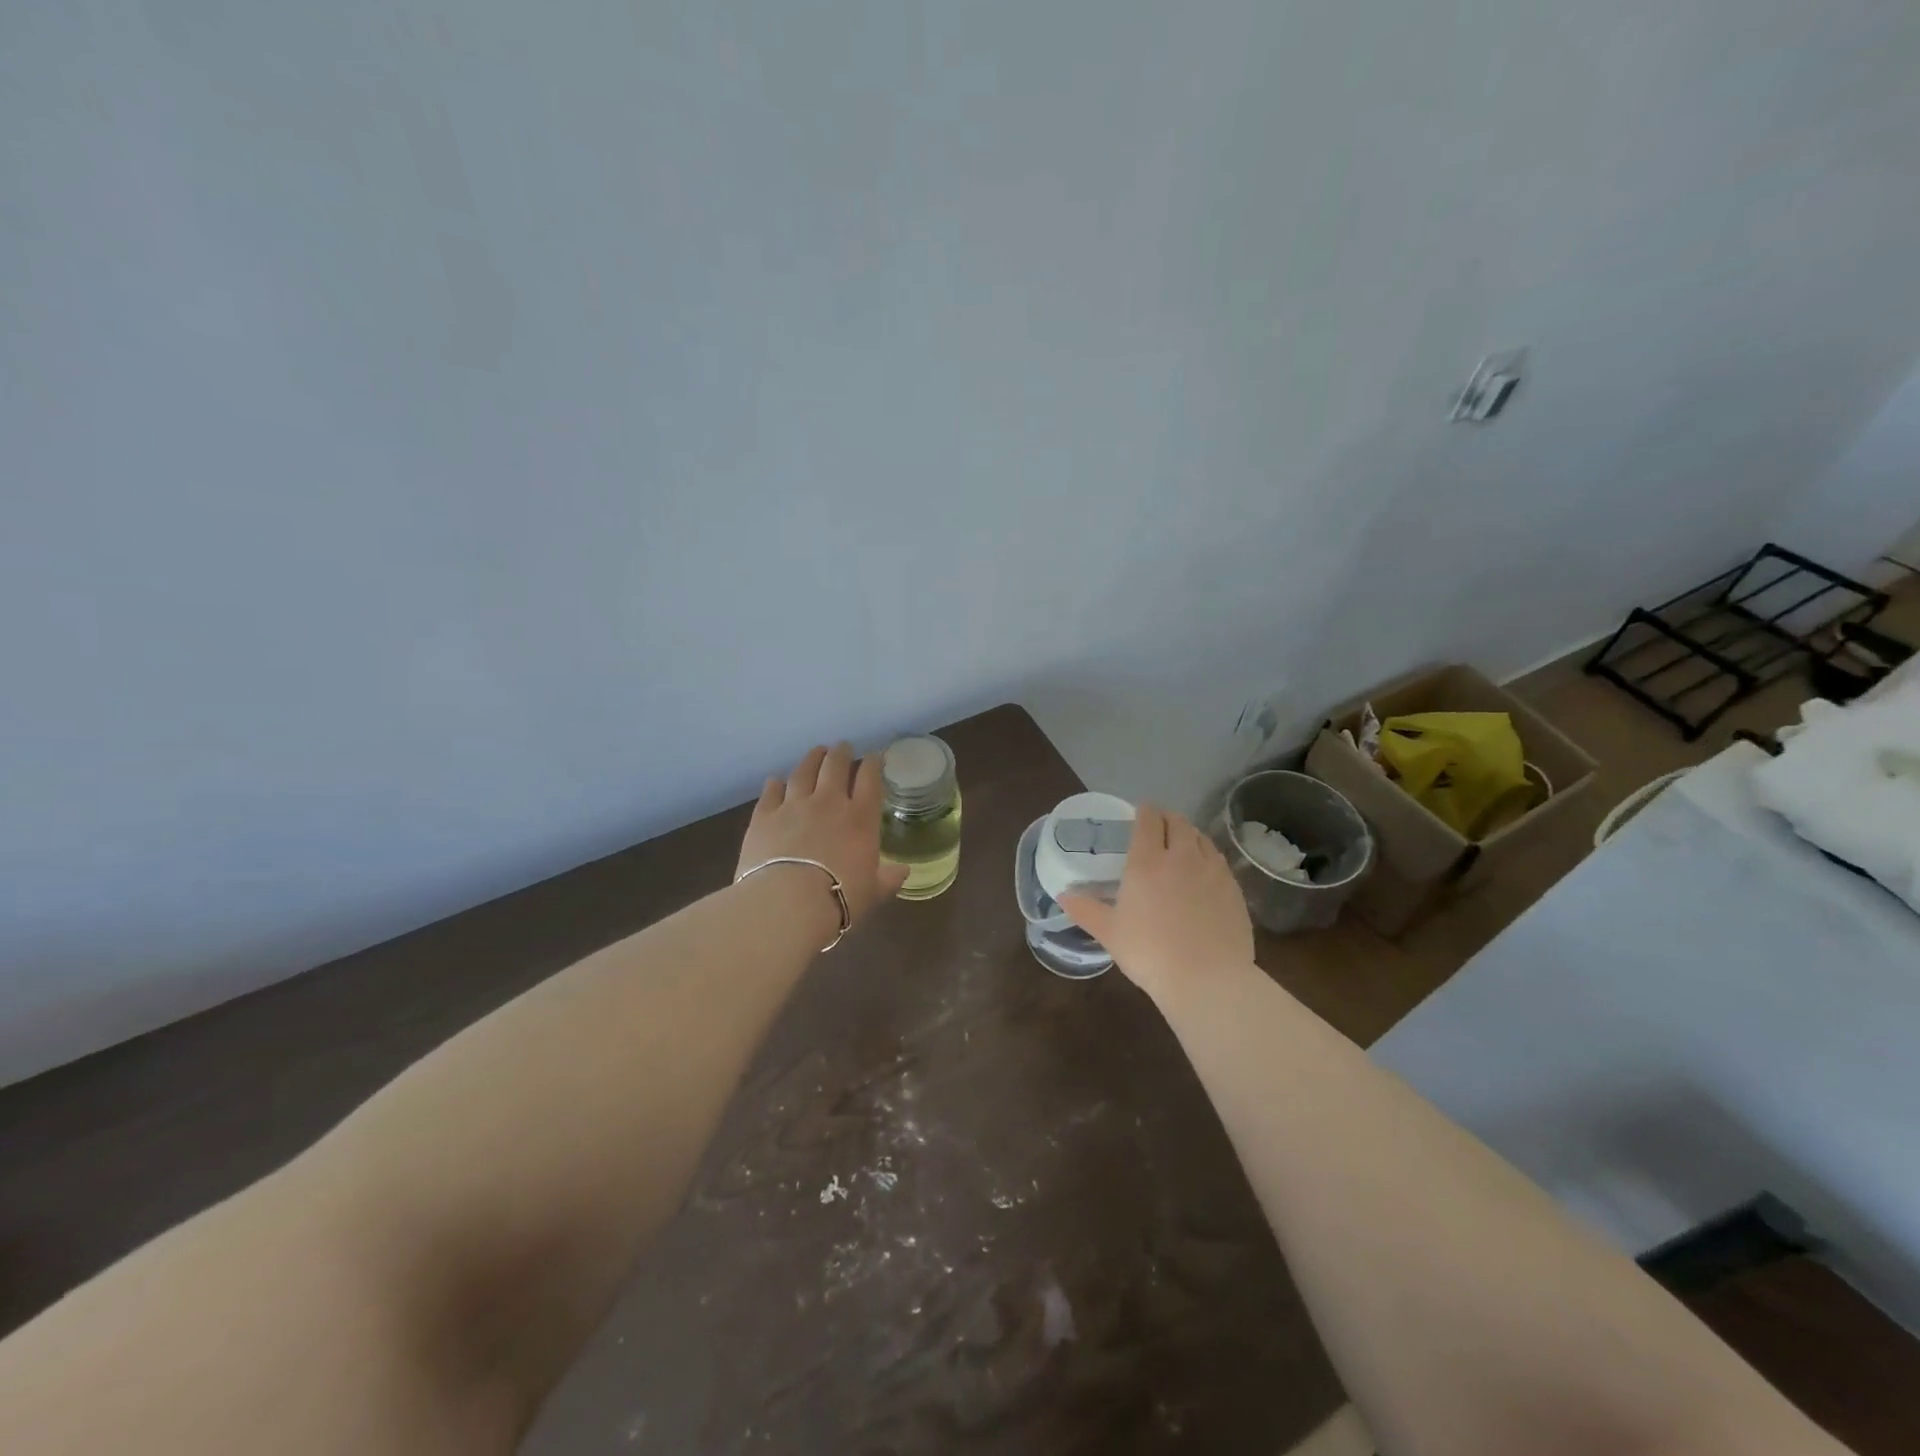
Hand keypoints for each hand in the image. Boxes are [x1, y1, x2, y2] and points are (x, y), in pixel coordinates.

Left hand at [737, 743, 910, 929]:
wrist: (787, 903)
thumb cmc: (839, 899)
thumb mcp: (872, 893)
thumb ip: (888, 879)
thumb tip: (903, 871)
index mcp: (860, 818)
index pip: (870, 779)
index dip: (873, 764)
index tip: (875, 756)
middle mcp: (828, 803)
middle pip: (835, 766)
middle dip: (841, 753)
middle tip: (843, 747)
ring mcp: (793, 806)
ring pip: (803, 772)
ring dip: (811, 759)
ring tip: (816, 751)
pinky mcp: (763, 816)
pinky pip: (770, 792)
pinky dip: (775, 784)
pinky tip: (776, 780)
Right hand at [1059, 806, 1253, 998]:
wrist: (1208, 979)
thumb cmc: (1150, 953)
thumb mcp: (1110, 933)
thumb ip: (1085, 910)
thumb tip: (1063, 895)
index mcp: (1147, 862)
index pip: (1148, 821)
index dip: (1143, 811)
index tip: (1139, 812)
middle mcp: (1182, 857)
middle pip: (1178, 822)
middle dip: (1167, 818)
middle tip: (1158, 826)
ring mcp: (1212, 871)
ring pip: (1201, 838)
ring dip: (1189, 835)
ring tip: (1181, 844)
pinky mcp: (1234, 889)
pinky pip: (1219, 861)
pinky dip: (1207, 857)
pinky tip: (1204, 873)